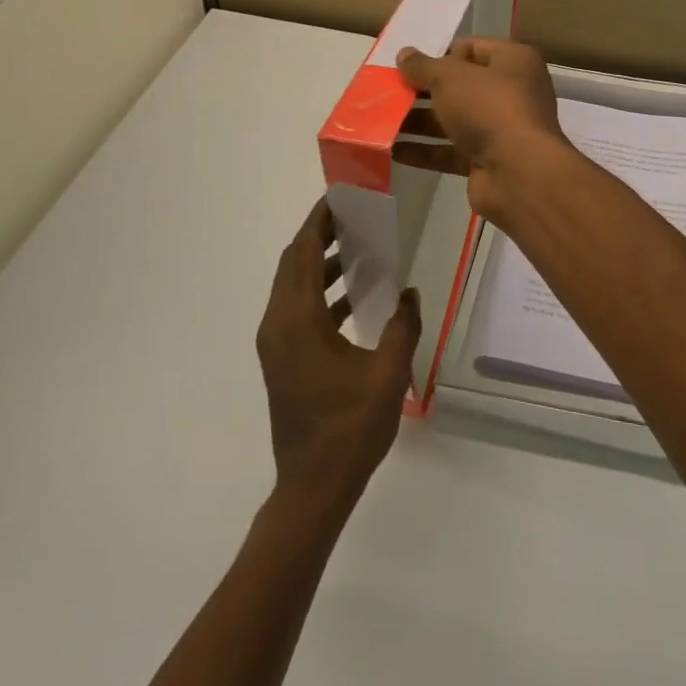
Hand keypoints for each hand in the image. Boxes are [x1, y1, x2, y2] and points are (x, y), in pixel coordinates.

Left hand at [256, 200, 420, 517]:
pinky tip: (351, 298)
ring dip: (320, 265)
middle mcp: (278, 324)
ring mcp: (275, 344)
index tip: (339, 198)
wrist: (312, 488)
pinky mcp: (281, 360)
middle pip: (293, 264)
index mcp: (298, 320)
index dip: (319, 222)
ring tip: (357, 250)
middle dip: (319, 236)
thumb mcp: (387, 375)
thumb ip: (402, 326)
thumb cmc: (349, 429)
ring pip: (292, 287)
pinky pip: (296, 309)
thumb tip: (409, 293)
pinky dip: (319, 293)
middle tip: (353, 217)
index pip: (304, 253)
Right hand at [394, 38, 572, 221]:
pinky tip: (391, 150)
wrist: (518, 173)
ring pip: (452, 120)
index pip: (472, 49)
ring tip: (379, 120)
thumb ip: (424, 66)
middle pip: (459, 86)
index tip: (408, 64)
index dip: (440, 54)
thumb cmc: (489, 107)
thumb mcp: (450, 77)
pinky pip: (449, 151)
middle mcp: (510, 92)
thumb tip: (405, 54)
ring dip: (417, 121)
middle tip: (387, 91)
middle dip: (423, 90)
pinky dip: (423, 150)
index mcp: (513, 61)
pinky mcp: (486, 161)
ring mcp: (499, 129)